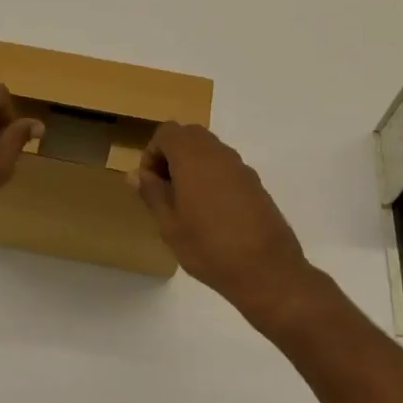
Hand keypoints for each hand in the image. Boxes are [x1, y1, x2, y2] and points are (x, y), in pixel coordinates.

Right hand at [132, 123, 332, 331]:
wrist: (267, 270)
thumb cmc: (209, 248)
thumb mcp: (170, 226)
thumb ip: (152, 193)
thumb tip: (135, 174)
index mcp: (192, 158)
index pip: (166, 132)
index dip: (152, 152)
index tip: (150, 183)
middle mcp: (218, 153)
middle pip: (189, 135)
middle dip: (172, 155)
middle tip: (165, 189)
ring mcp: (240, 166)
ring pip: (209, 149)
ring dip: (192, 164)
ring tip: (186, 203)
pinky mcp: (255, 182)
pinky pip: (226, 166)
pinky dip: (212, 175)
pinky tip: (212, 212)